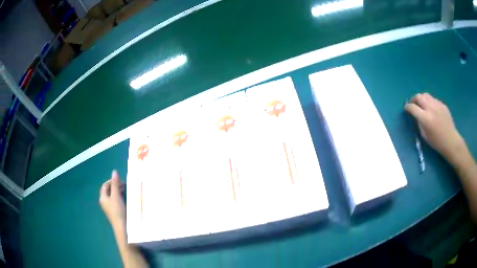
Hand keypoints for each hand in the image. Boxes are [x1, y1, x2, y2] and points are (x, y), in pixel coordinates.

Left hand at [99, 170, 125, 227]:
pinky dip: (118, 197)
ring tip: (124, 190)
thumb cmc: (117, 210)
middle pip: (108, 191)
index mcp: (102, 197)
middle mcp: (104, 202)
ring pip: (112, 196)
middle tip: (123, 185)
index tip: (120, 180)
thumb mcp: (116, 196)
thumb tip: (114, 171)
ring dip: (117, 191)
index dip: (111, 181)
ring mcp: (109, 207)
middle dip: (115, 186)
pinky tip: (124, 199)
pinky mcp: (114, 212)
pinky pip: (115, 201)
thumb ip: (115, 184)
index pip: (105, 185)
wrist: (121, 227)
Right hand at [405, 93, 465, 164]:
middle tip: (413, 104)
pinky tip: (431, 109)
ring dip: (421, 98)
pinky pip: (433, 99)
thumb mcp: (425, 136)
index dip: (408, 107)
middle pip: (419, 97)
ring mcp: (437, 104)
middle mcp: (431, 108)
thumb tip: (416, 116)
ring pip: (426, 95)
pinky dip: (429, 102)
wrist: (451, 141)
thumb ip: (419, 123)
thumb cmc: (437, 142)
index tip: (406, 109)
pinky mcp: (442, 104)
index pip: (413, 108)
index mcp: (425, 118)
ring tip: (421, 105)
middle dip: (414, 99)